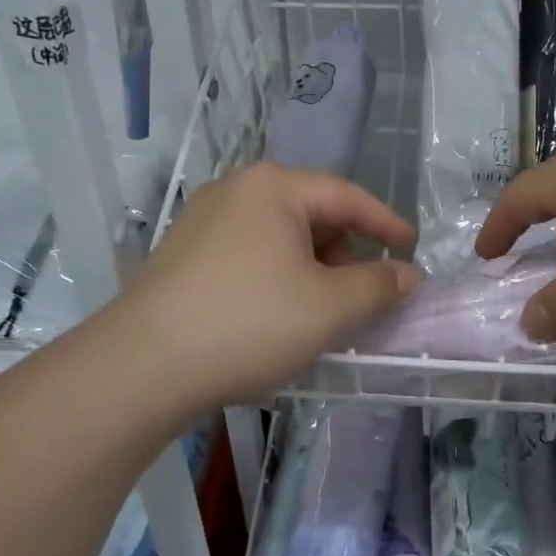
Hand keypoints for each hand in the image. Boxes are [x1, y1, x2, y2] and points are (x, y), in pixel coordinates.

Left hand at [127, 163, 419, 406]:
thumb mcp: (329, 307)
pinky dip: (278, 276)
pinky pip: (249, 254)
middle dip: (346, 251)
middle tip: (366, 290)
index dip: (387, 223)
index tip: (413, 249)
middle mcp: (235, 191)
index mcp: (273, 187)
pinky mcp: (182, 255)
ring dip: (312, 267)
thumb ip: (378, 285)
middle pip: (311, 213)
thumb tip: (407, 275)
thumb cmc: (249, 323)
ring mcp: (201, 221)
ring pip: (278, 236)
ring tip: (324, 309)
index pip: (347, 196)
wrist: (142, 367)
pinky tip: (280, 314)